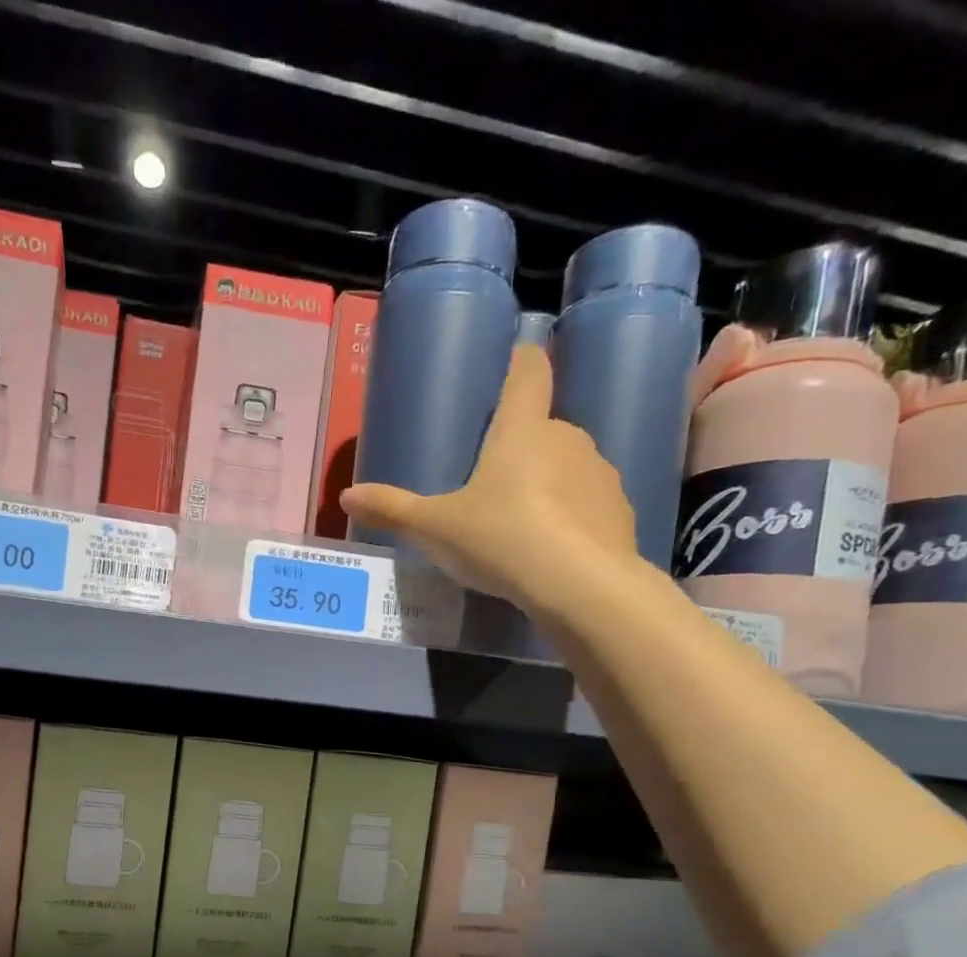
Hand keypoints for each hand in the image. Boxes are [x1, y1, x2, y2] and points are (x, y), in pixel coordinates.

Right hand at [340, 343, 638, 618]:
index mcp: (521, 428)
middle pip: (542, 427)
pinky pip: (588, 504)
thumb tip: (347, 496)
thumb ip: (393, 510)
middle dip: (520, 449)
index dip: (519, 363)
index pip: (529, 371)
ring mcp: (599, 472)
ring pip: (567, 467)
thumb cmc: (501, 538)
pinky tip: (552, 551)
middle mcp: (567, 437)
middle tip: (490, 486)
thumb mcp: (436, 529)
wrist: (579, 584)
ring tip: (521, 527)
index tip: (510, 367)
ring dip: (547, 485)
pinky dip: (571, 518)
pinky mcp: (619, 510)